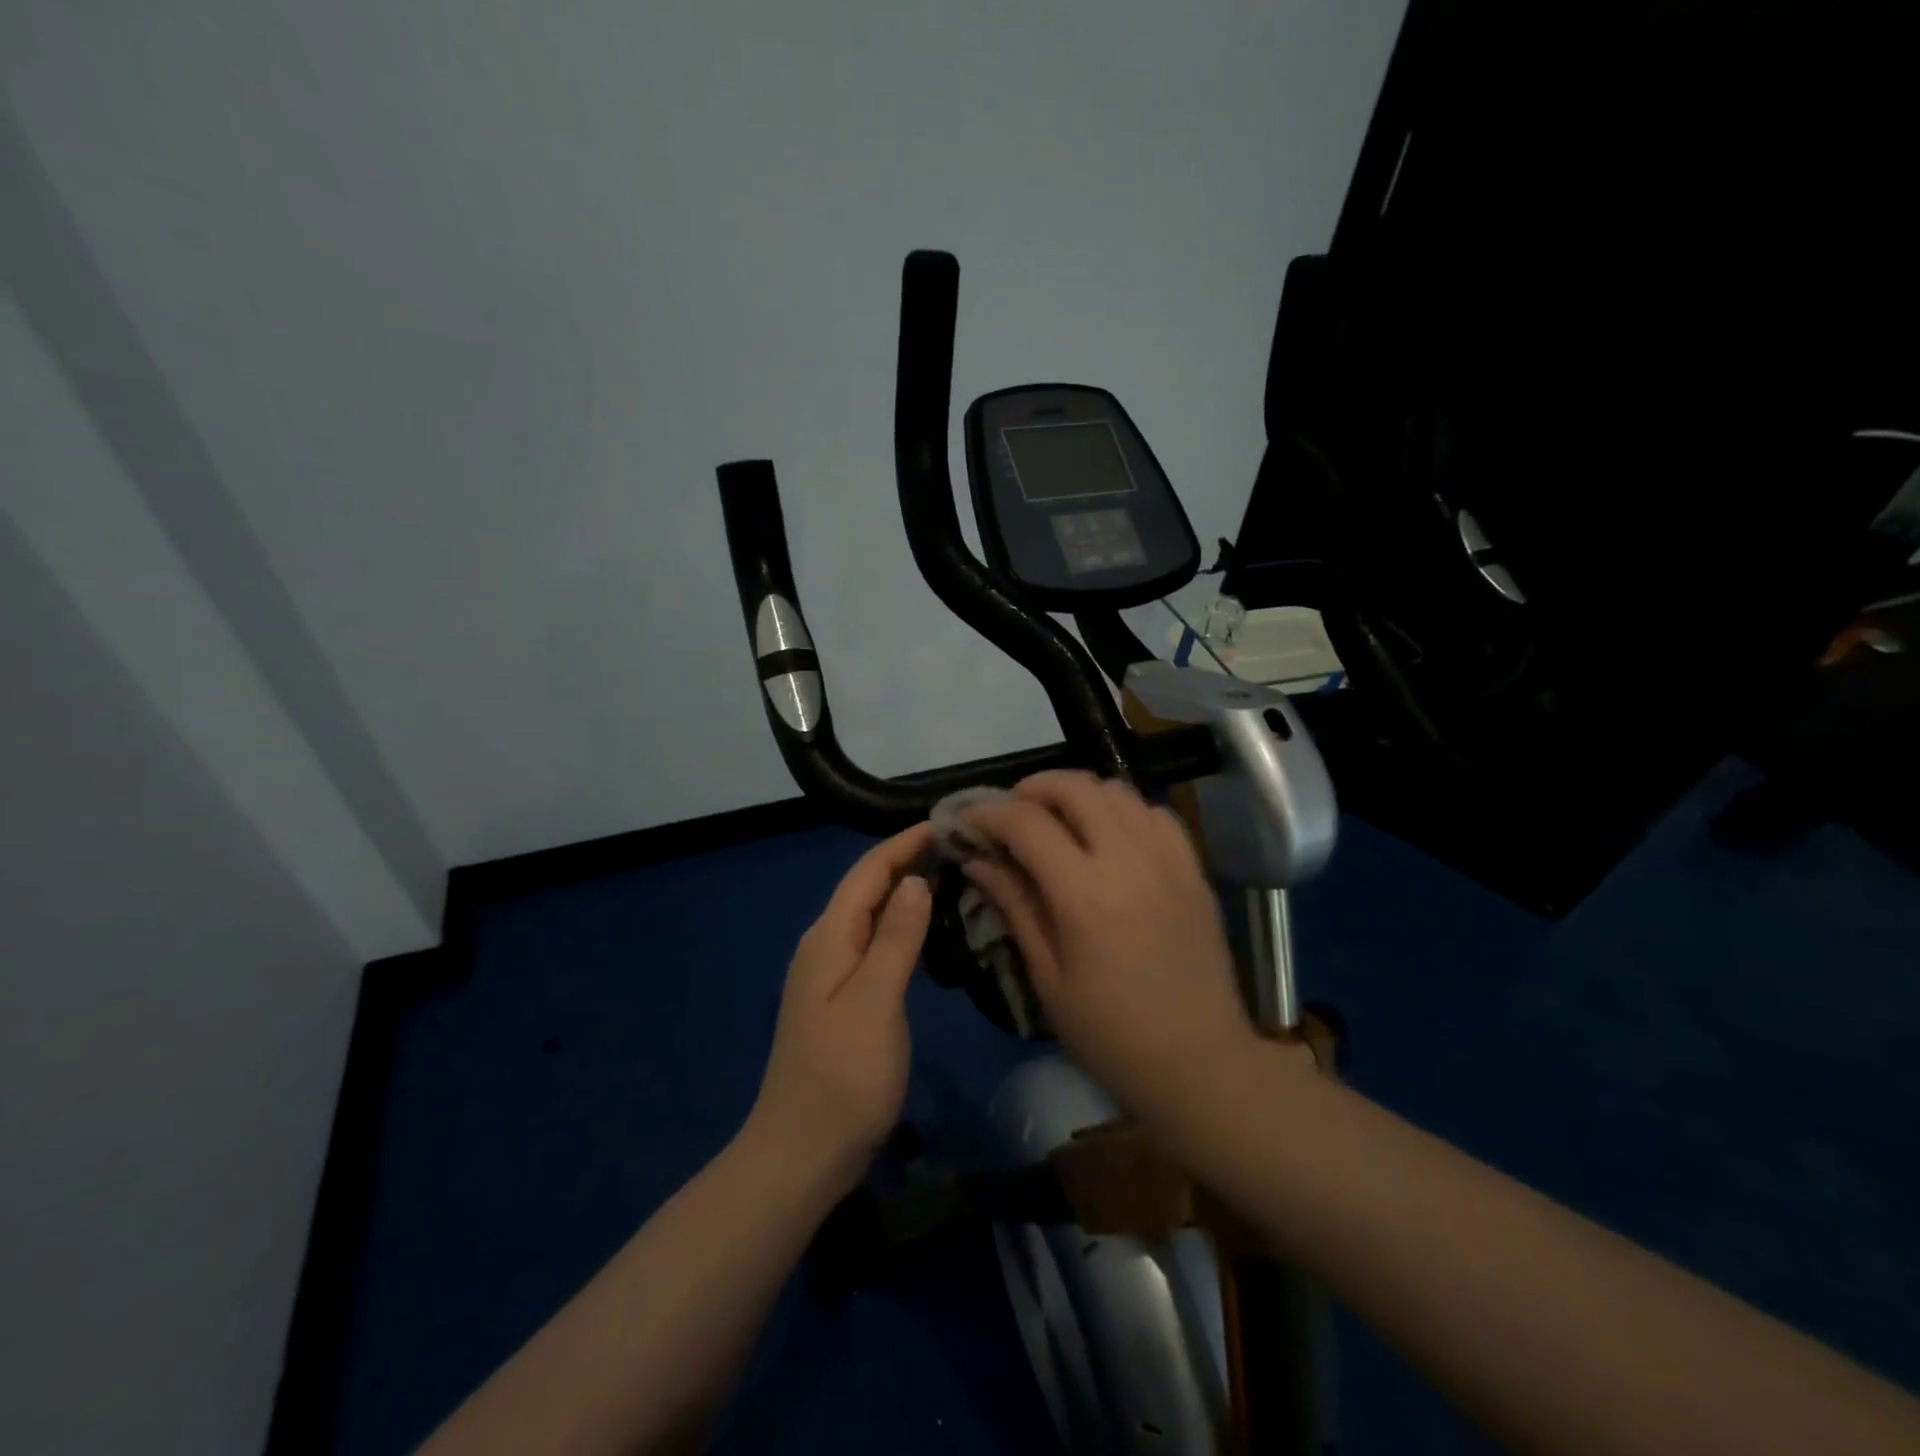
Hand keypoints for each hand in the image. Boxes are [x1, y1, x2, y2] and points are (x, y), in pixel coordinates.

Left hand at [744, 823, 933, 1195]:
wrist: (801, 1153)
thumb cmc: (844, 1076)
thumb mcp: (876, 1001)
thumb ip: (895, 938)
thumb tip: (914, 880)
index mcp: (828, 938)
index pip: (868, 872)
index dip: (903, 843)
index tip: (945, 822)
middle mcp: (824, 945)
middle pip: (866, 888)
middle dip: (906, 860)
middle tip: (957, 846)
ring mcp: (829, 974)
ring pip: (869, 915)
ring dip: (904, 890)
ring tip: (948, 875)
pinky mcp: (840, 999)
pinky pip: (872, 943)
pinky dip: (899, 925)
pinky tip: (924, 931)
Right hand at [961, 772, 1275, 1125]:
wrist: (1201, 1061)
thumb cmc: (1111, 1034)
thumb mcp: (1048, 977)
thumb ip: (1014, 906)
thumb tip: (977, 860)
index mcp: (1085, 895)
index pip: (1027, 823)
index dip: (988, 812)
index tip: (966, 819)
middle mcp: (1130, 860)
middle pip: (1075, 787)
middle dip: (1032, 788)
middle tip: (1010, 813)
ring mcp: (1169, 859)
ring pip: (1117, 790)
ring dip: (1077, 794)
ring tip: (1057, 821)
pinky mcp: (1194, 868)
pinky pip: (1154, 812)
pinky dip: (1122, 810)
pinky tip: (1109, 837)